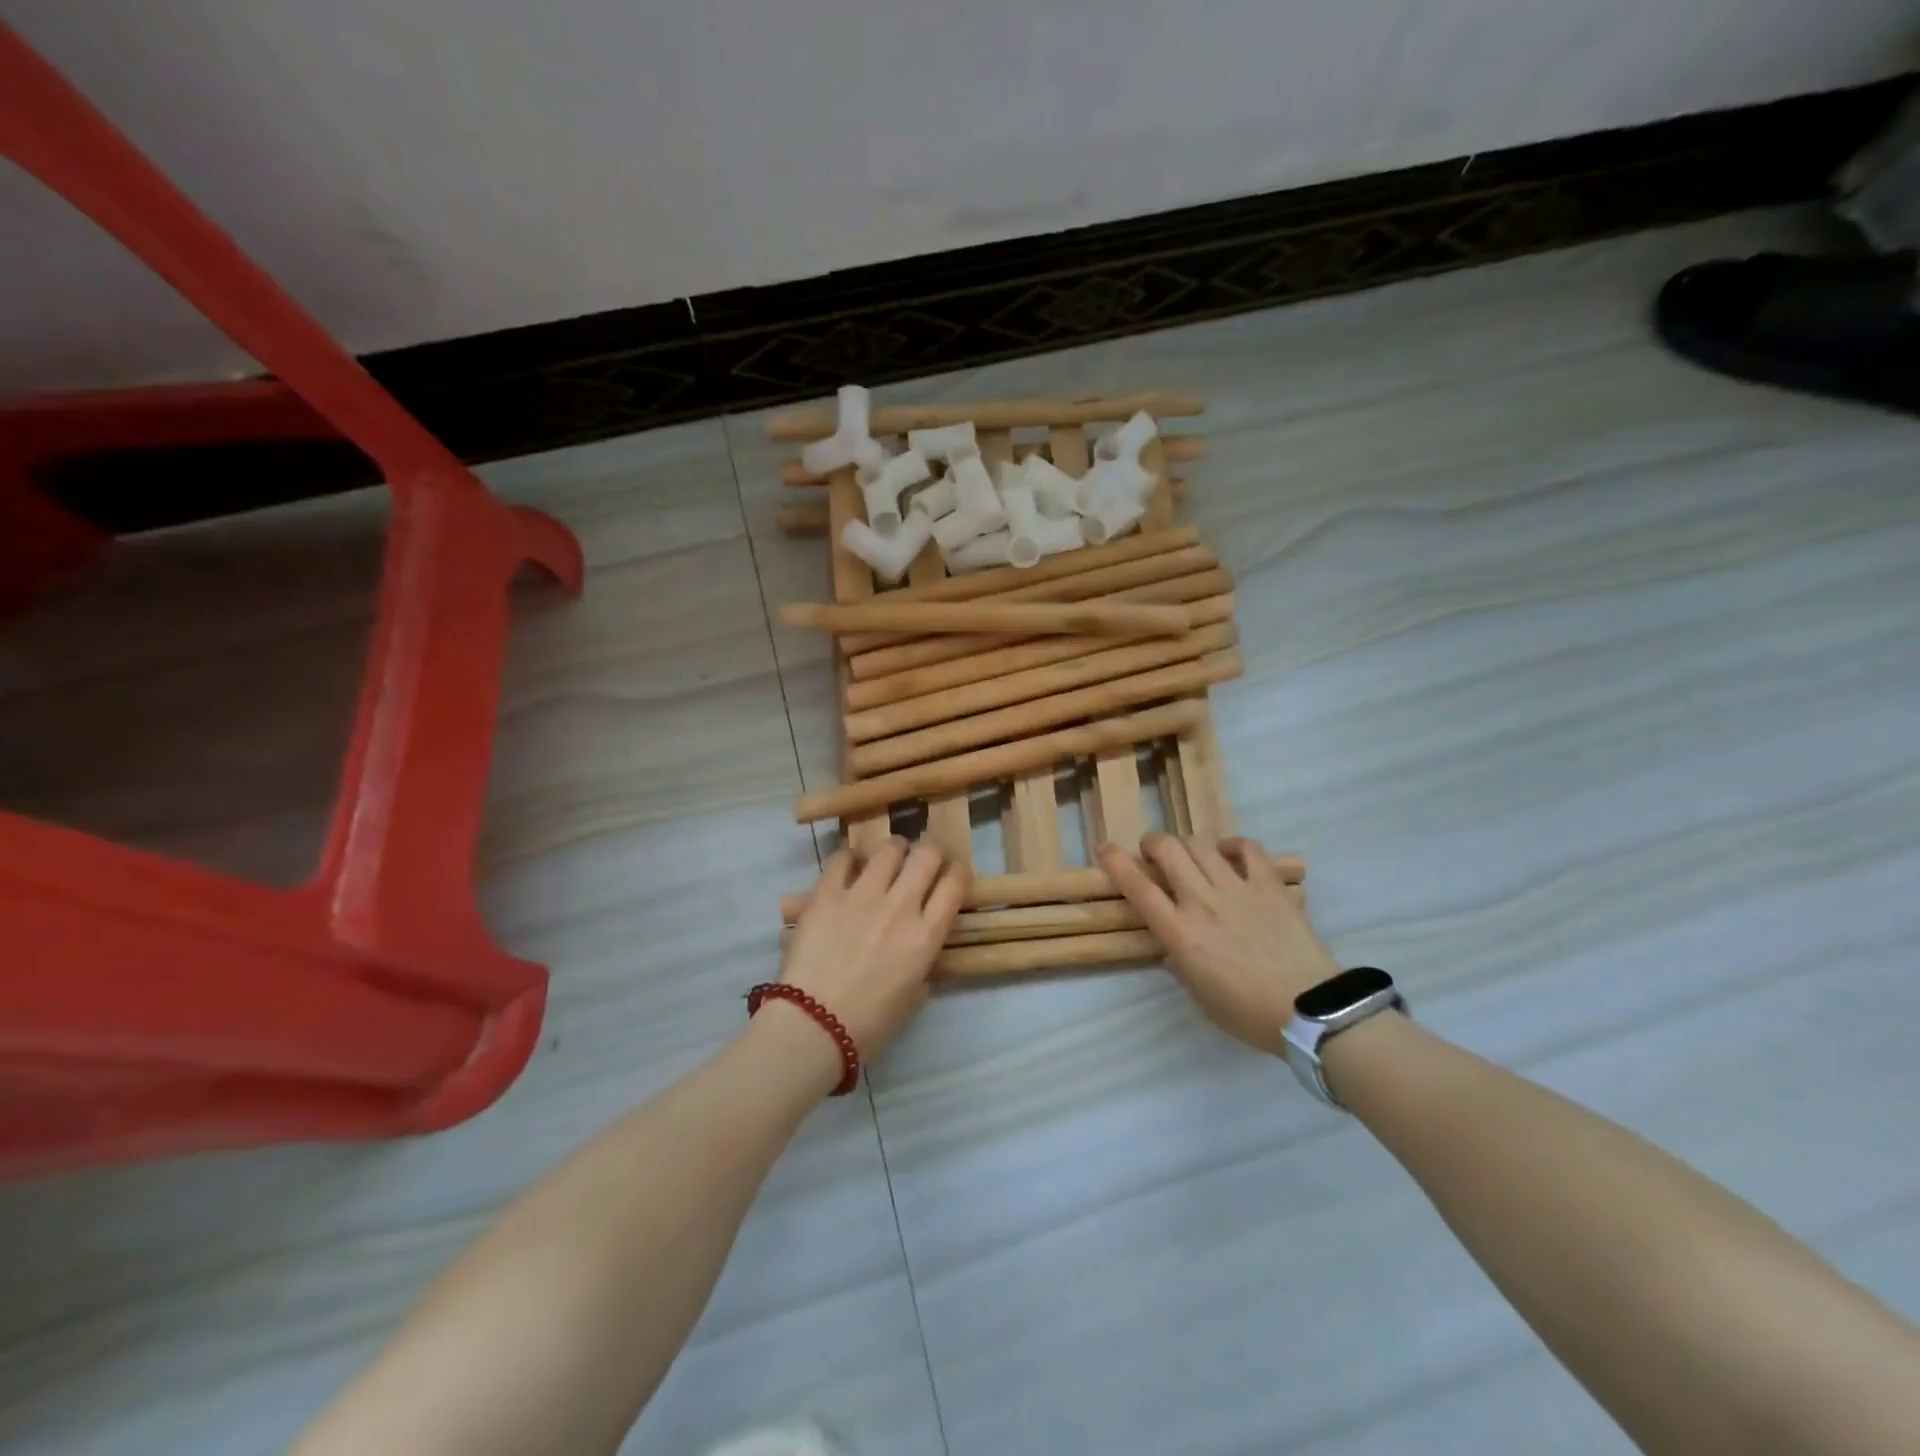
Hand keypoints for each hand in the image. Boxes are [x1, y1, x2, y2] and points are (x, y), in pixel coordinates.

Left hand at [780, 839, 967, 1060]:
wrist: (812, 1026)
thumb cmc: (869, 1025)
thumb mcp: (913, 997)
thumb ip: (924, 966)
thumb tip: (923, 949)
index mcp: (926, 936)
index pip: (955, 884)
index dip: (958, 871)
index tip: (954, 872)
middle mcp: (900, 906)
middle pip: (927, 855)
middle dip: (931, 851)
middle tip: (924, 859)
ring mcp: (862, 896)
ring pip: (888, 849)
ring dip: (894, 850)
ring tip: (889, 858)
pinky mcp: (827, 894)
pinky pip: (843, 858)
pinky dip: (851, 857)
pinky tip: (851, 865)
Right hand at [1098, 834, 1335, 1055]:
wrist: (1309, 1010)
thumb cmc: (1247, 1012)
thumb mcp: (1198, 993)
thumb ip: (1180, 960)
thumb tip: (1173, 942)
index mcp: (1180, 932)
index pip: (1138, 887)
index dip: (1115, 862)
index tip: (1104, 849)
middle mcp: (1202, 901)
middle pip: (1167, 850)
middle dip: (1152, 844)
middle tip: (1152, 854)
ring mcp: (1237, 888)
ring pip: (1200, 844)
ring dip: (1186, 845)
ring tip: (1189, 855)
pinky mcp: (1269, 885)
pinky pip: (1247, 848)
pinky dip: (1232, 845)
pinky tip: (1228, 854)